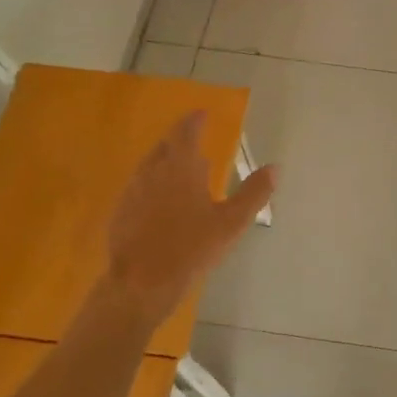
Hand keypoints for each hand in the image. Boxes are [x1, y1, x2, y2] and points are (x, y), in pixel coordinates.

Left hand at [99, 113, 276, 327]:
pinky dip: (153, 183)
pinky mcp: (121, 211)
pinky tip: (160, 200)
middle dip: (179, 140)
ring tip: (180, 168)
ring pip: (150, 166)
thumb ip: (254, 193)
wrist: (142, 282)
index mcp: (181, 168)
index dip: (194, 121)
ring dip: (165, 161)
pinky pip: (139, 186)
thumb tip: (275, 167)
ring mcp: (133, 191)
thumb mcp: (231, 222)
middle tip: (193, 139)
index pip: (186, 133)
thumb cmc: (191, 248)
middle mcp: (153, 172)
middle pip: (165, 146)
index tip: (201, 113)